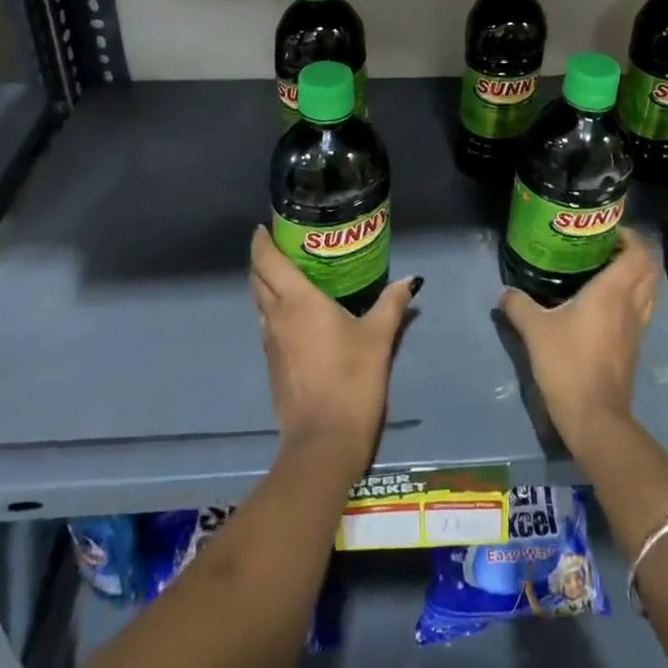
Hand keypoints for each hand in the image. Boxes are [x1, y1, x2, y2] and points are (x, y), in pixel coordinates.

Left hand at [250, 227, 417, 469]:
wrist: (324, 441)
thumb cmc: (352, 379)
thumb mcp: (379, 337)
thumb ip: (392, 304)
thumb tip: (410, 280)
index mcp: (296, 300)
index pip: (266, 260)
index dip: (262, 241)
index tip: (265, 226)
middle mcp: (276, 316)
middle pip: (257, 278)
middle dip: (263, 259)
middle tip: (285, 245)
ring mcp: (270, 342)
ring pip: (259, 302)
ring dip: (266, 284)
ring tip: (291, 274)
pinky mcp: (272, 365)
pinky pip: (267, 324)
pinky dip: (273, 309)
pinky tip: (296, 314)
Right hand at [498, 230, 657, 452]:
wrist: (594, 416)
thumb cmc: (567, 363)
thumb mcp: (534, 330)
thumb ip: (519, 306)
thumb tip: (505, 293)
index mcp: (613, 291)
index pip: (639, 253)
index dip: (630, 236)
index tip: (608, 231)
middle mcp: (631, 304)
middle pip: (649, 269)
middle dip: (633, 253)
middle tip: (605, 248)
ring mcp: (636, 328)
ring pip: (648, 291)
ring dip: (635, 277)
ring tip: (605, 272)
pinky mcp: (633, 348)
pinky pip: (640, 311)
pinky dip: (630, 299)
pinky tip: (604, 305)